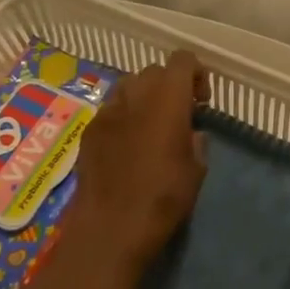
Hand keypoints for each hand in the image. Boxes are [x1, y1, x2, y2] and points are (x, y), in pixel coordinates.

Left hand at [69, 50, 209, 271]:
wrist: (109, 228)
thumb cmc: (163, 198)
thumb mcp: (196, 170)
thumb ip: (196, 141)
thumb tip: (191, 133)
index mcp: (168, 99)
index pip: (183, 59)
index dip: (196, 73)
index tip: (201, 102)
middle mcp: (136, 95)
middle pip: (154, 70)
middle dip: (169, 85)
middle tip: (178, 114)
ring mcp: (107, 111)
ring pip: (129, 85)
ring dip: (144, 97)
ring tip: (150, 126)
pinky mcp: (88, 131)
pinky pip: (110, 109)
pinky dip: (123, 117)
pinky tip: (126, 146)